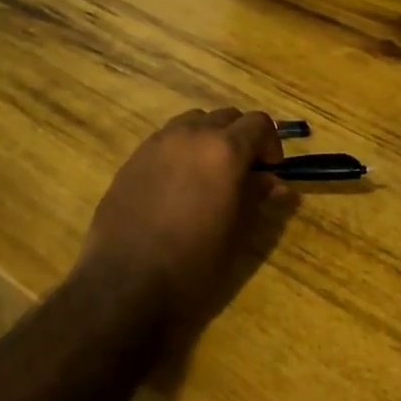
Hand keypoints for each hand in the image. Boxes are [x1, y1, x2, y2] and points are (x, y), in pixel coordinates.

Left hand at [76, 108, 288, 336]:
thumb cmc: (193, 263)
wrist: (125, 284)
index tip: (270, 171)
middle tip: (243, 173)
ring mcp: (156, 143)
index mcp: (223, 150)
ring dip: (208, 138)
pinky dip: (180, 150)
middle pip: (225, 116)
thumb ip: (256, 197)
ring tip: (208, 174)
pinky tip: (177, 185)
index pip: (258, 123)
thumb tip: (275, 183)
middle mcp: (190, 135)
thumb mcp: (236, 232)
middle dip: (240, 138)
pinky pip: (165, 140)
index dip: (270, 143)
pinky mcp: (132, 159)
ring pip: (192, 122)